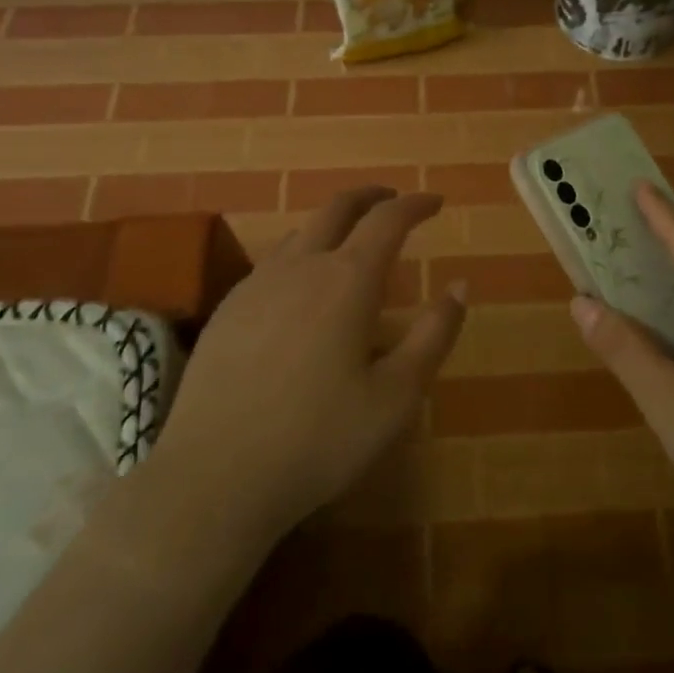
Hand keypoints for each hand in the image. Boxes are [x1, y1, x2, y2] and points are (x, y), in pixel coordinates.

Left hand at [145, 187, 464, 547]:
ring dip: (334, 222)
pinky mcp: (227, 309)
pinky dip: (301, 252)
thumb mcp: (396, 395)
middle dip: (372, 196)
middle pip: (338, 207)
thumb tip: (460, 286)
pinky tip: (301, 286)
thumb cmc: (319, 439)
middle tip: (394, 200)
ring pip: (301, 231)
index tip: (436, 202)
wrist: (214, 476)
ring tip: (351, 240)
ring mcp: (257, 284)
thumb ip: (434, 335)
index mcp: (348, 280)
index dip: (415, 205)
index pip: (388, 220)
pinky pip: (272, 261)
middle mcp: (301, 266)